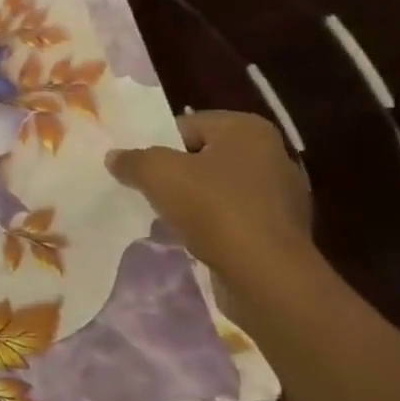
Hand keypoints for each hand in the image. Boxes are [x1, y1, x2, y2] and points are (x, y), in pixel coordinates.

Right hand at [107, 111, 317, 291]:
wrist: (266, 275)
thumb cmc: (213, 207)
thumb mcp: (156, 173)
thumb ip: (132, 160)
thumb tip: (115, 157)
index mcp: (247, 129)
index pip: (188, 125)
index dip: (159, 145)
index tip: (142, 167)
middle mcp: (273, 155)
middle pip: (204, 157)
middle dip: (178, 173)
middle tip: (151, 190)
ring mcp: (284, 196)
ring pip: (220, 189)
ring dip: (195, 201)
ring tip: (169, 217)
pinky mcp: (283, 231)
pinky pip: (236, 218)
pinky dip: (214, 225)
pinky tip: (195, 238)